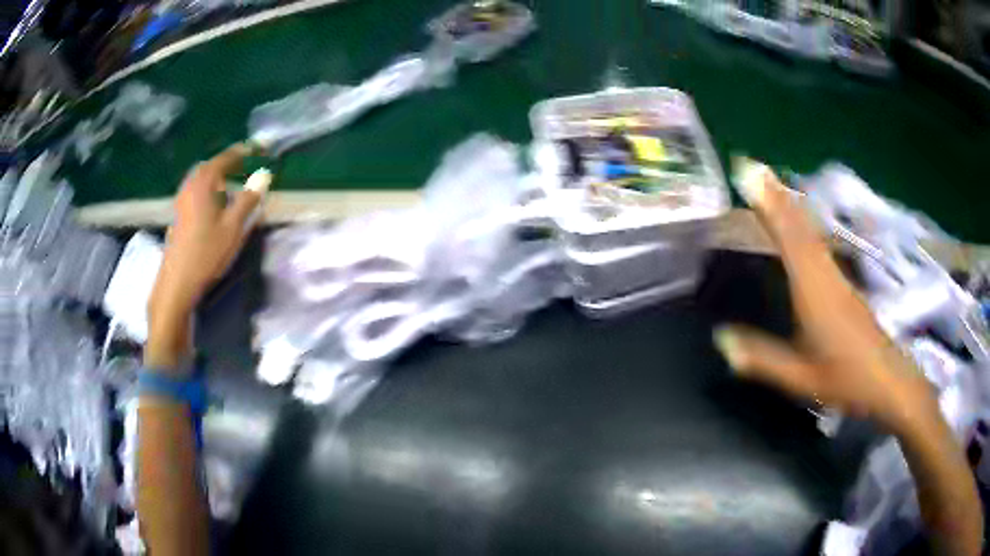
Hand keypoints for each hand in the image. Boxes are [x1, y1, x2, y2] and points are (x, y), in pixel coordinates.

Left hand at [146, 144, 269, 368]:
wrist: (177, 283)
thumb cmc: (206, 253)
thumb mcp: (233, 227)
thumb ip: (249, 199)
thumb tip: (264, 174)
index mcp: (203, 183)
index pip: (225, 158)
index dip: (242, 152)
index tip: (258, 148)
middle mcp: (190, 186)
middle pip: (210, 166)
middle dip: (227, 162)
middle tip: (244, 164)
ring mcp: (181, 201)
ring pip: (201, 179)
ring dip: (217, 176)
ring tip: (231, 182)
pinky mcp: (178, 215)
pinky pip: (195, 191)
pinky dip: (208, 189)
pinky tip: (214, 202)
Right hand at [713, 160, 937, 434]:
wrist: (889, 382)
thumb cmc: (847, 379)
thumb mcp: (800, 377)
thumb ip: (762, 358)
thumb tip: (721, 339)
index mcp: (814, 291)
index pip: (788, 239)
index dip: (768, 205)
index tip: (747, 173)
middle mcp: (826, 275)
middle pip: (799, 227)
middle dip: (776, 195)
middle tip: (752, 166)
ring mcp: (838, 278)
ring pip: (810, 233)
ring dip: (790, 205)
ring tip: (772, 185)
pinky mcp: (845, 285)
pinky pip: (818, 246)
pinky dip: (804, 226)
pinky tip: (801, 225)